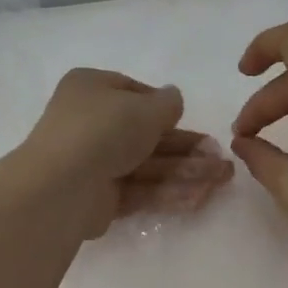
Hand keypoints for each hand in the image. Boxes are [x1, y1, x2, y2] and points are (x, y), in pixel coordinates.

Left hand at [19, 68, 233, 237]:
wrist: (63, 184)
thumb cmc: (104, 129)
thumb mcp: (145, 107)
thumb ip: (167, 103)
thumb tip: (172, 98)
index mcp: (91, 89)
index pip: (133, 93)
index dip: (164, 108)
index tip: (189, 119)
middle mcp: (89, 123)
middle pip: (145, 134)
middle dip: (186, 147)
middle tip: (220, 158)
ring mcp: (92, 162)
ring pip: (146, 164)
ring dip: (186, 171)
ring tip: (223, 179)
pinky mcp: (98, 198)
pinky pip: (139, 190)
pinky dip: (168, 192)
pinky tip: (201, 198)